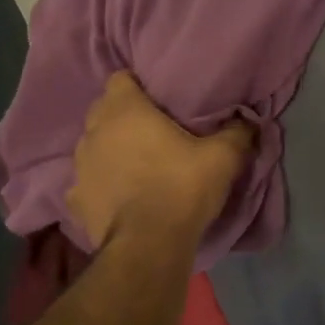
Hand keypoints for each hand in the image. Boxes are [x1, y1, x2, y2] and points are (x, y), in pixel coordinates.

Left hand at [67, 71, 253, 250]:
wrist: (148, 246)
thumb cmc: (181, 189)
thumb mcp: (222, 158)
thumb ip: (237, 133)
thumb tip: (248, 121)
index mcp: (125, 111)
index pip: (120, 78)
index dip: (138, 85)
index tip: (158, 99)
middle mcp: (94, 132)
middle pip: (103, 110)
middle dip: (122, 116)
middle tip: (151, 130)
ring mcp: (80, 166)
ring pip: (93, 145)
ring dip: (109, 149)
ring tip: (134, 163)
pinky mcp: (76, 199)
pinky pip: (87, 182)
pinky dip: (100, 185)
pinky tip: (117, 196)